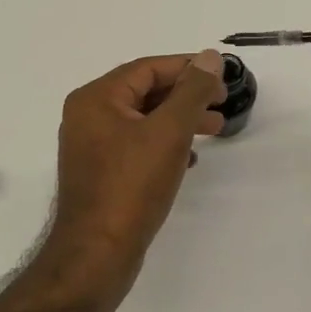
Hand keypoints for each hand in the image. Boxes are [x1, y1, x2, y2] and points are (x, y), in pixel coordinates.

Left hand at [45, 50, 226, 296]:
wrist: (97, 255)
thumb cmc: (132, 186)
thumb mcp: (169, 132)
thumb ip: (192, 91)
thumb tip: (210, 56)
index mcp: (96, 98)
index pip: (148, 69)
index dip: (187, 69)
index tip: (221, 78)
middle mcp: (88, 116)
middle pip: (145, 92)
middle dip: (187, 96)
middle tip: (222, 104)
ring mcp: (92, 146)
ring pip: (144, 120)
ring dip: (180, 121)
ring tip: (216, 130)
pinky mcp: (101, 173)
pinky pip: (137, 145)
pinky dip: (165, 145)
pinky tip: (190, 160)